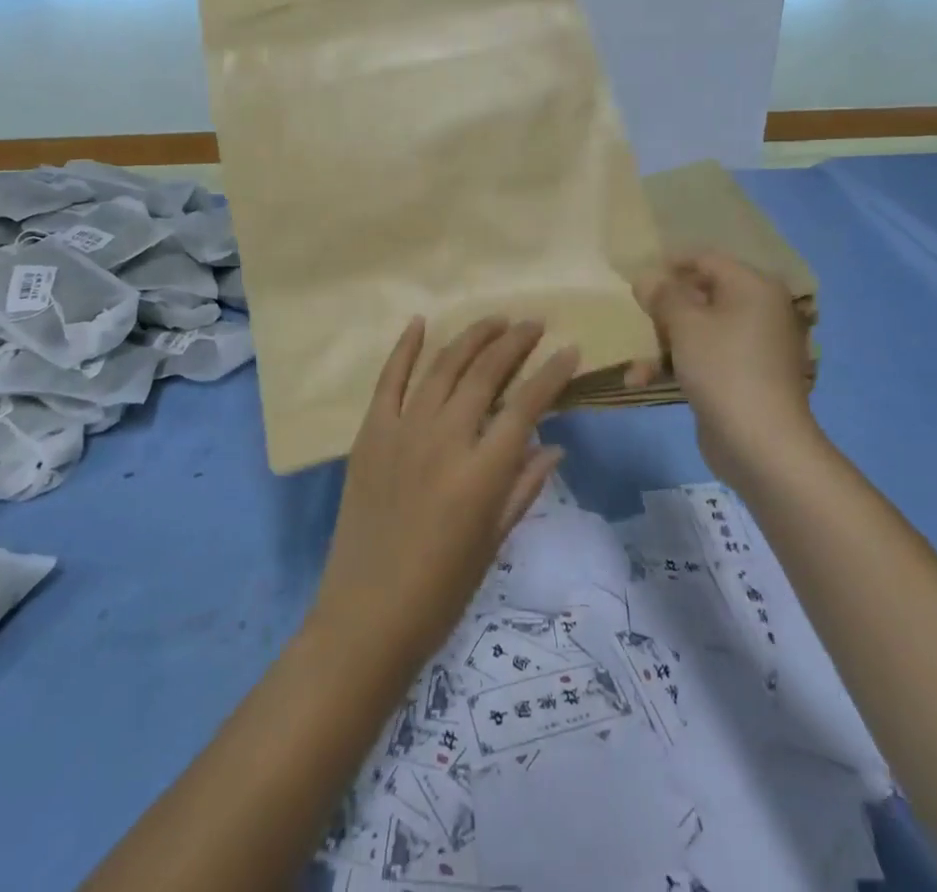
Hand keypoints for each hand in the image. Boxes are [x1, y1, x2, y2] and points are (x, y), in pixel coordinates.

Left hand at [311, 317, 578, 671]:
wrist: (366, 616)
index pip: (526, 406)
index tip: (570, 350)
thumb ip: (523, 487)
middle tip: (533, 324)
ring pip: (442, 366)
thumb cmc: (441, 591)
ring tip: (495, 320)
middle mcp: (444, 439)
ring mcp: (402, 431)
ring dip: (471, 338)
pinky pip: (389, 380)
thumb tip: (553, 444)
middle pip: (484, 374)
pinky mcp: (370, 434)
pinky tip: (420, 322)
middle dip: (514, 342)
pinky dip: (404, 348)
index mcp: (481, 472)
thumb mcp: (494, 542)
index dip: (552, 374)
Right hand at [632, 251, 820, 491]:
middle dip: (663, 309)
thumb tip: (647, 278)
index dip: (670, 264)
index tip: (636, 275)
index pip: (707, 259)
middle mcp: (759, 311)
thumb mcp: (684, 324)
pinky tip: (641, 381)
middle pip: (702, 295)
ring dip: (663, 343)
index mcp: (753, 287)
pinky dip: (677, 365)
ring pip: (699, 330)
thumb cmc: (723, 368)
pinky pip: (705, 358)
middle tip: (635, 315)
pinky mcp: (743, 377)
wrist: (762, 444)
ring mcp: (753, 346)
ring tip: (634, 364)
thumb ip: (663, 295)